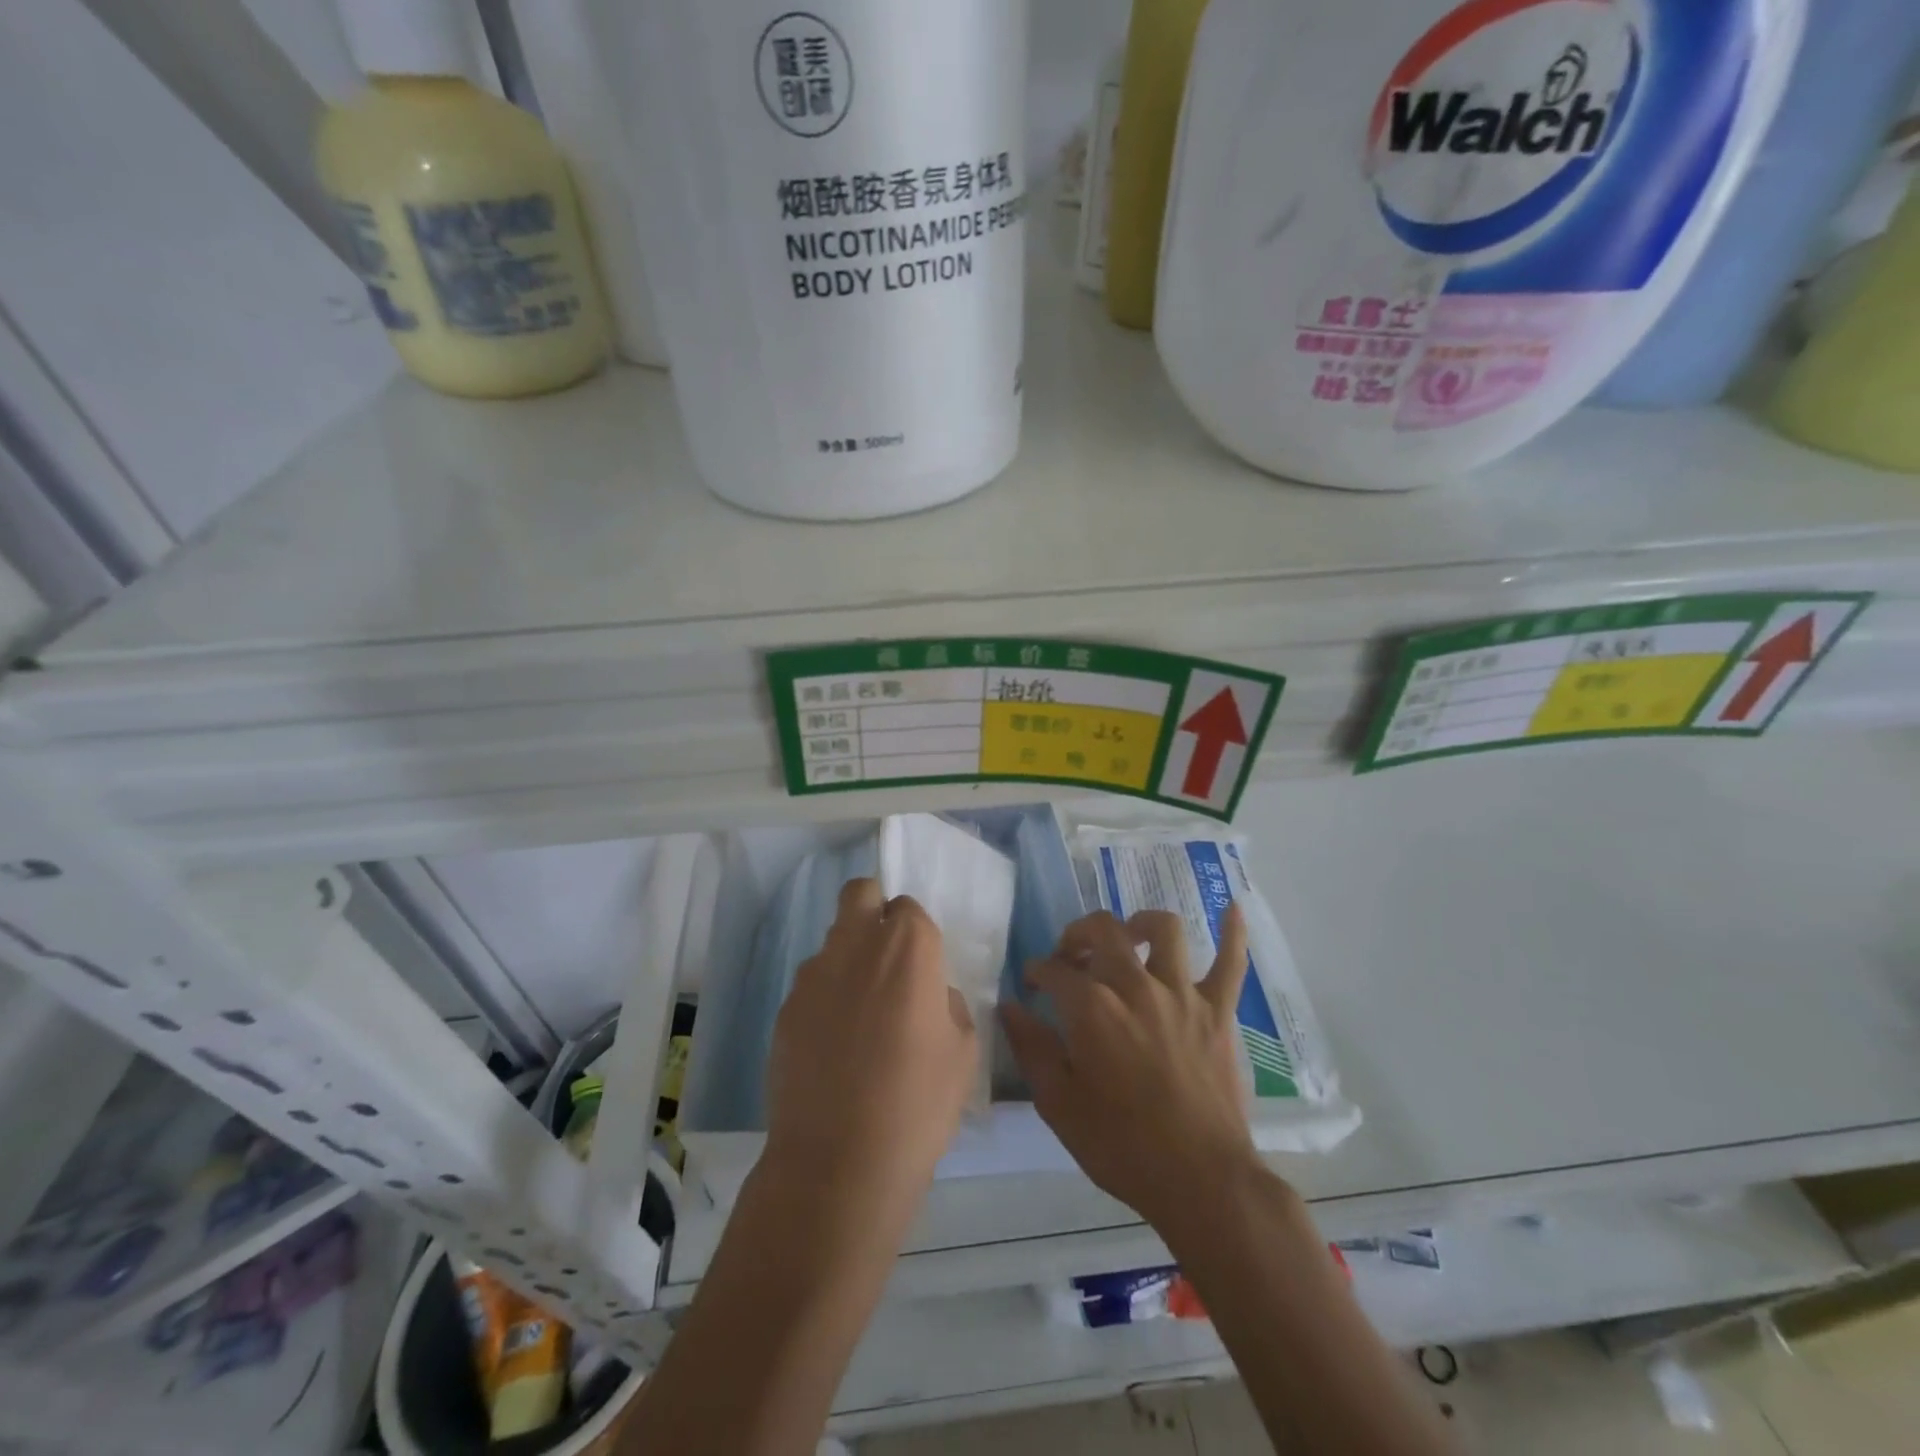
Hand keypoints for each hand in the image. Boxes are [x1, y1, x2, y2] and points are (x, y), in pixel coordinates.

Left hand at [763, 879, 976, 1223]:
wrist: (839, 1161)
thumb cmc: (917, 1103)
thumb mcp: (963, 1052)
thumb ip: (948, 1005)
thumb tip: (930, 995)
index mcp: (908, 947)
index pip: (909, 908)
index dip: (916, 934)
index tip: (922, 969)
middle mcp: (856, 944)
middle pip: (860, 894)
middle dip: (874, 910)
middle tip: (887, 959)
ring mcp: (813, 974)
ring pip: (834, 940)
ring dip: (849, 958)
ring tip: (859, 1016)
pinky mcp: (785, 1008)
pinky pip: (811, 984)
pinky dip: (825, 998)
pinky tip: (832, 1046)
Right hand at [1001, 906, 1257, 1233]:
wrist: (1201, 1181)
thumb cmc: (1121, 1146)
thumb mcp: (1058, 1105)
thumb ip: (1031, 1048)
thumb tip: (1009, 1007)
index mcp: (1092, 1008)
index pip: (1055, 969)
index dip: (1037, 971)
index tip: (1032, 983)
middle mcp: (1136, 986)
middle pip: (1104, 930)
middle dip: (1078, 934)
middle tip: (1071, 955)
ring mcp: (1183, 994)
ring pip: (1164, 931)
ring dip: (1140, 924)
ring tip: (1129, 937)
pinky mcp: (1219, 1012)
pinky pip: (1231, 962)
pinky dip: (1232, 934)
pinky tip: (1231, 910)